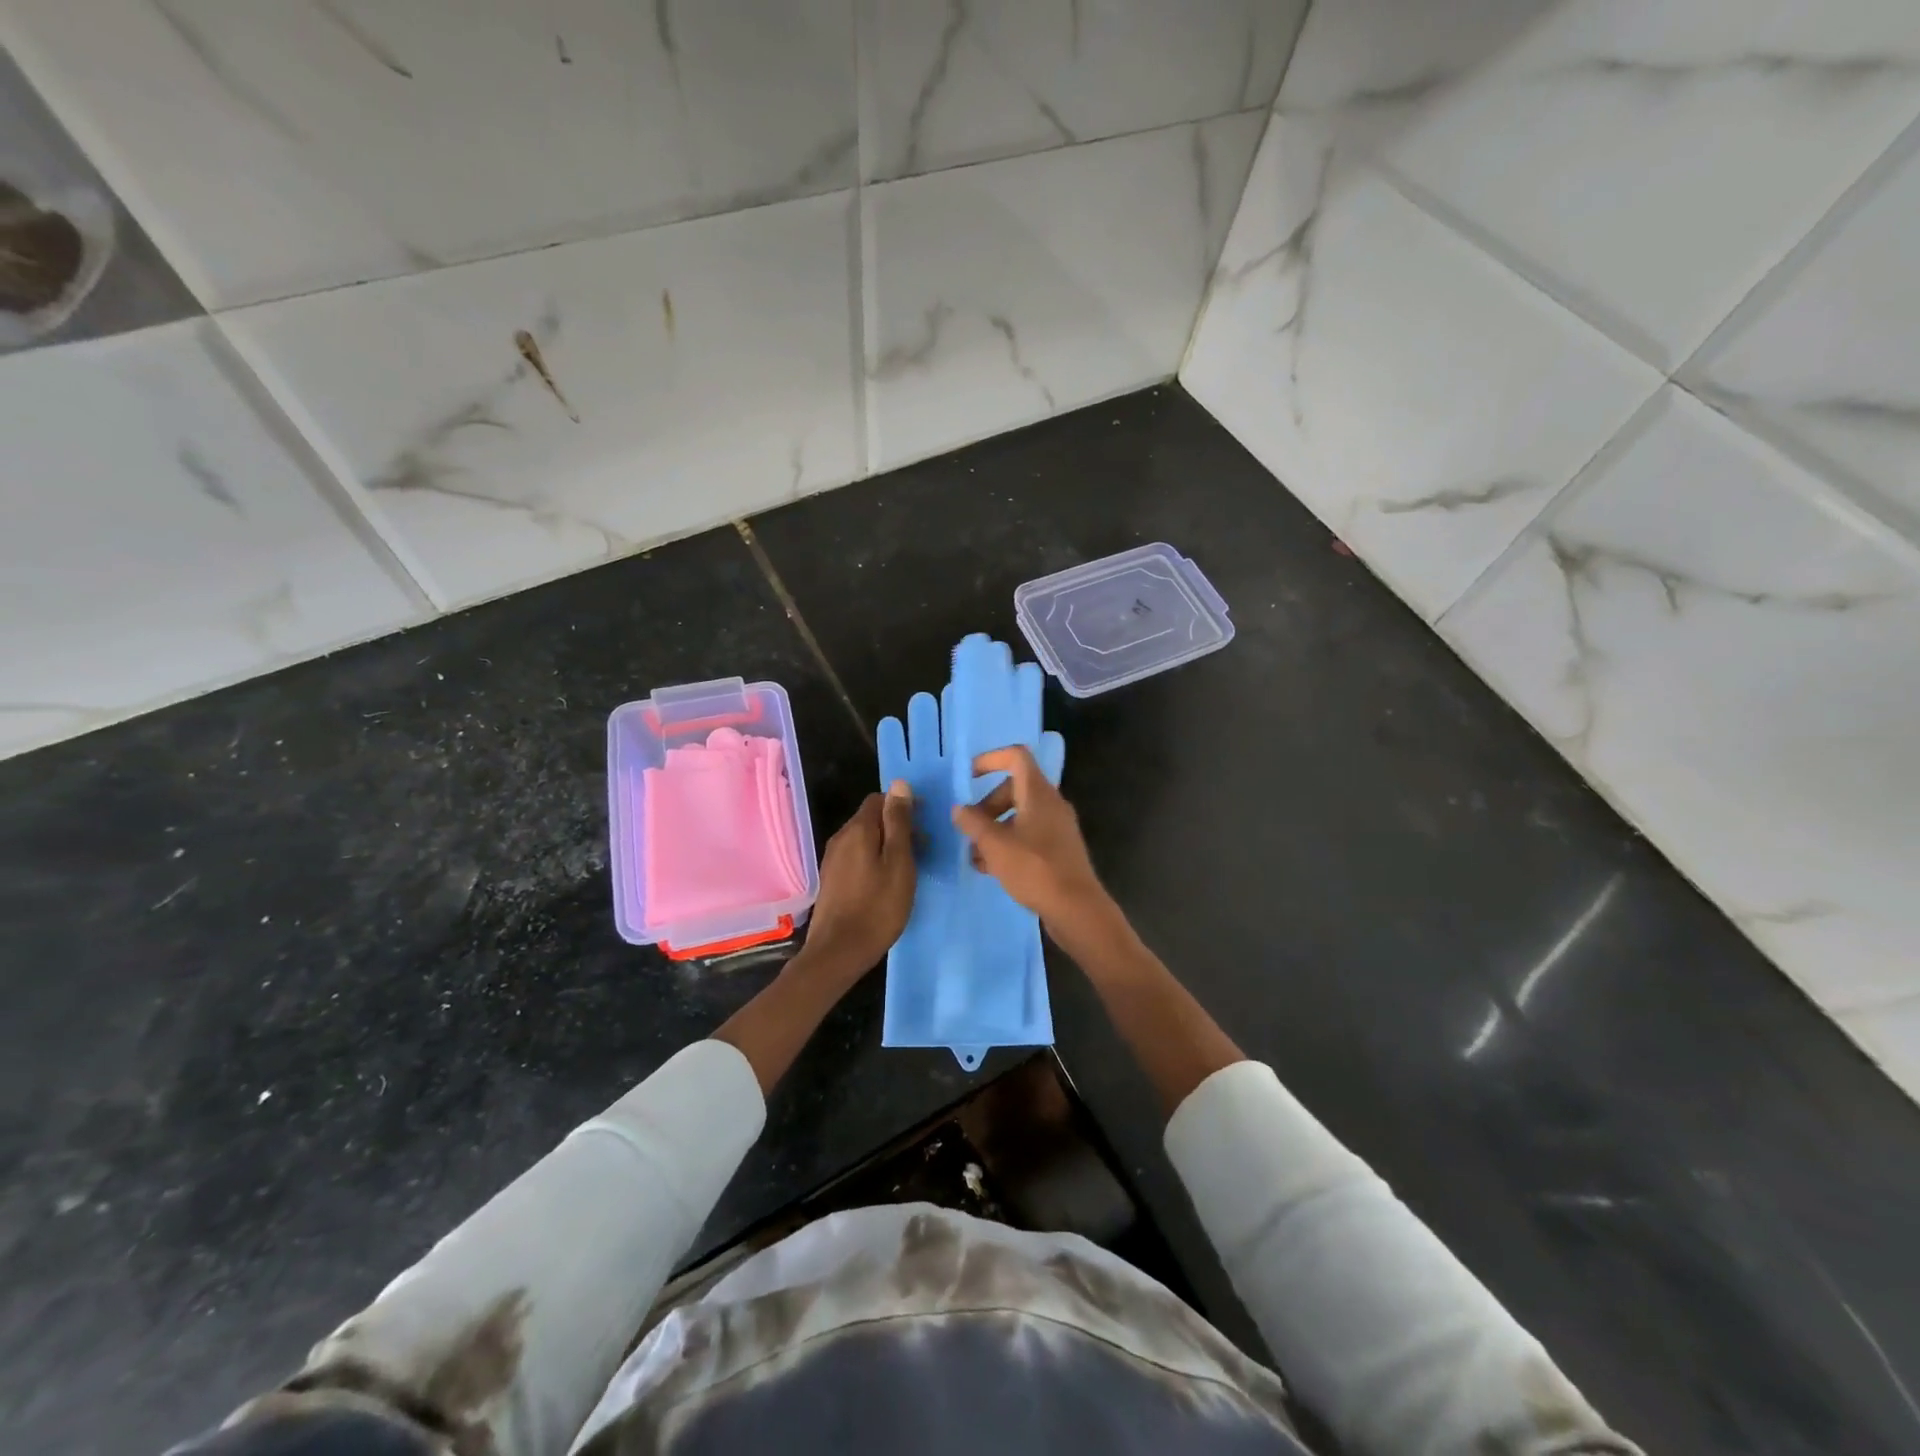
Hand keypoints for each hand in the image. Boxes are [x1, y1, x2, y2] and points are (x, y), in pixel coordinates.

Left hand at [799, 781, 916, 977]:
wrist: (839, 951)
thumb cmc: (878, 906)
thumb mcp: (899, 862)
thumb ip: (899, 822)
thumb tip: (900, 784)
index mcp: (858, 829)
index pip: (880, 799)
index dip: (904, 806)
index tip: (924, 825)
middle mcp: (841, 837)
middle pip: (872, 818)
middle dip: (897, 826)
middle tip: (922, 850)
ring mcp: (833, 859)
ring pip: (865, 838)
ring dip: (887, 845)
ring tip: (908, 868)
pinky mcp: (832, 879)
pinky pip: (857, 856)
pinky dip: (875, 859)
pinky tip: (887, 881)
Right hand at [951, 747, 1111, 933]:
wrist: (1077, 909)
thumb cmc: (1035, 869)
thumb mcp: (995, 845)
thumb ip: (973, 823)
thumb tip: (959, 809)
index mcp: (1039, 793)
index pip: (1016, 757)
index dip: (990, 759)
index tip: (968, 777)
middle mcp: (1051, 804)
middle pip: (1014, 789)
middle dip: (987, 806)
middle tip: (969, 829)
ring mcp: (1057, 827)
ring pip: (1019, 816)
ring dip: (994, 829)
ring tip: (974, 855)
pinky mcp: (1059, 850)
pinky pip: (1028, 836)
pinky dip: (1008, 844)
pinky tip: (990, 868)